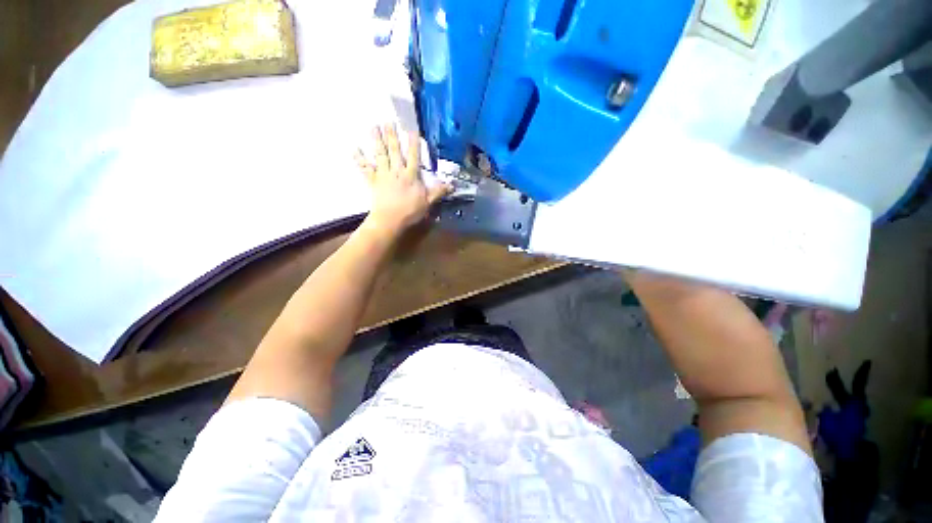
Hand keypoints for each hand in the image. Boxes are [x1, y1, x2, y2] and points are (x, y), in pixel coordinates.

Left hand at [354, 123, 450, 235]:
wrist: (390, 220)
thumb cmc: (410, 212)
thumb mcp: (428, 202)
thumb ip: (438, 192)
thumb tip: (452, 185)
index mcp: (411, 176)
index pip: (413, 156)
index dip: (413, 142)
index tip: (412, 129)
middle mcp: (396, 171)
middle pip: (394, 150)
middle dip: (392, 135)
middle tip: (388, 120)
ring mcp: (383, 175)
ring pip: (380, 154)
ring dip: (377, 140)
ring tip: (374, 126)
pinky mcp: (373, 181)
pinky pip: (365, 168)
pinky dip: (359, 158)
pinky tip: (354, 148)